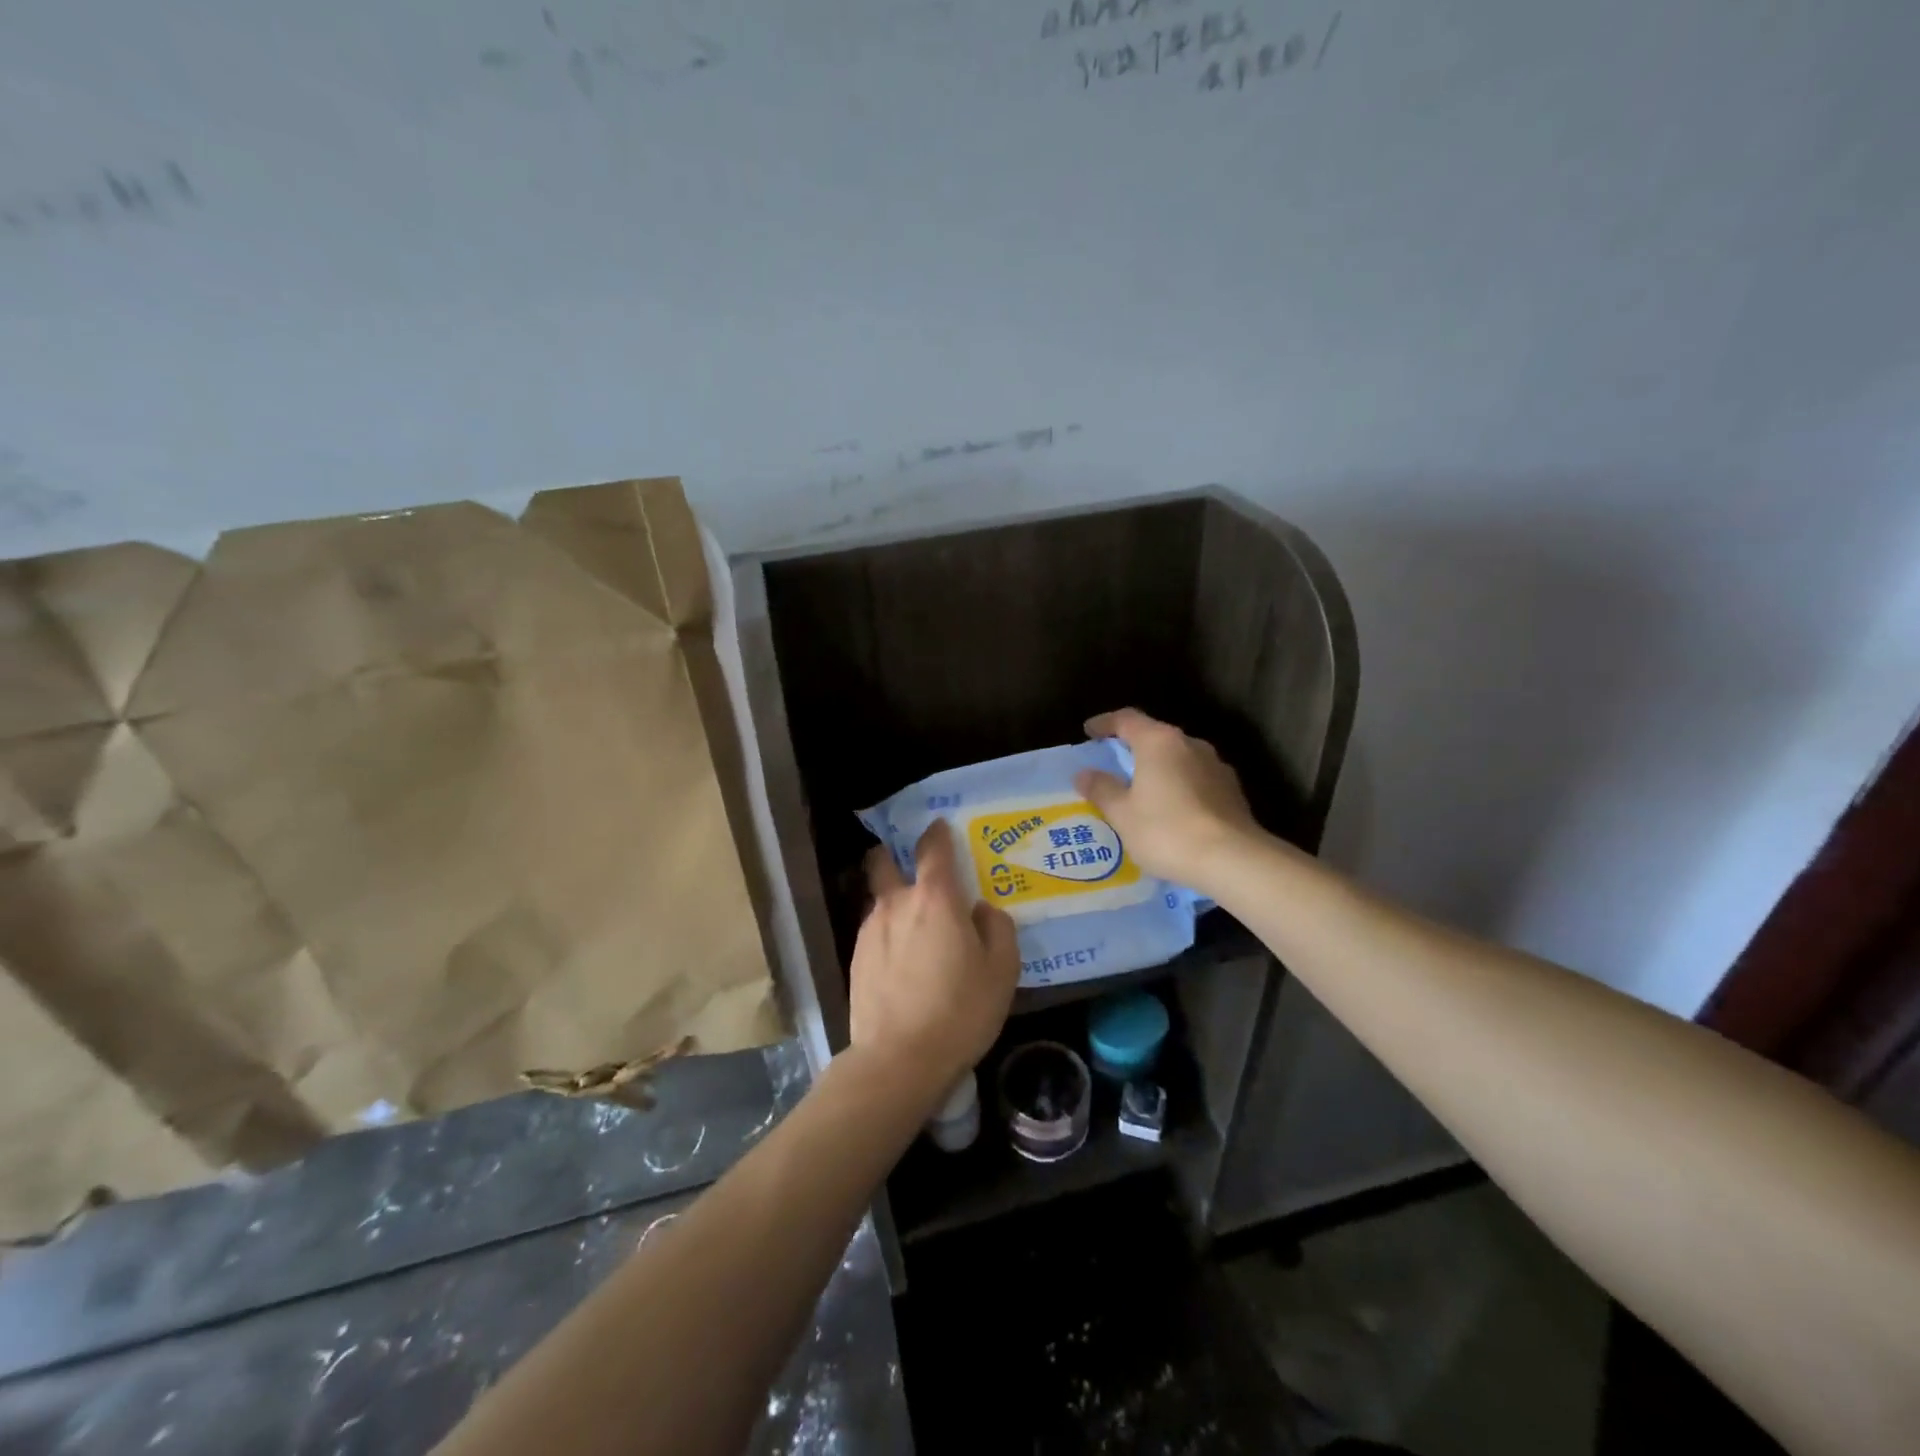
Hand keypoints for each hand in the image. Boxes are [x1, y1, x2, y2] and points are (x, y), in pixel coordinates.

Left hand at [849, 821, 1019, 1103]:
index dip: (937, 832)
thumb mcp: (1001, 970)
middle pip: (883, 861)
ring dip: (895, 900)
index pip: (931, 847)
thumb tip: (981, 911)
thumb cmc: (959, 1010)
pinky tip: (903, 960)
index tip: (941, 827)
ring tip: (916, 927)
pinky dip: (888, 933)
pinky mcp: (856, 959)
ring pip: (880, 899)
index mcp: (934, 898)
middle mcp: (896, 904)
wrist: (899, 1059)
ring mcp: (870, 931)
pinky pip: (874, 931)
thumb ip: (997, 929)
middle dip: (893, 854)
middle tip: (915, 868)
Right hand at [1074, 707, 1260, 887]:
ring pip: (1179, 758)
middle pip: (1155, 736)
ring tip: (1143, 791)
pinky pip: (1196, 779)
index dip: (1105, 723)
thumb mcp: (1122, 814)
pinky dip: (1179, 786)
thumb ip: (1102, 789)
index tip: (1089, 732)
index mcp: (1159, 742)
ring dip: (1159, 768)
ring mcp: (1216, 766)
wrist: (1233, 860)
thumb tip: (1084, 774)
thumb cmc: (1167, 830)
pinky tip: (1172, 810)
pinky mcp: (1232, 791)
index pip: (1127, 719)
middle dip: (1133, 747)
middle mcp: (1190, 744)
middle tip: (1113, 765)